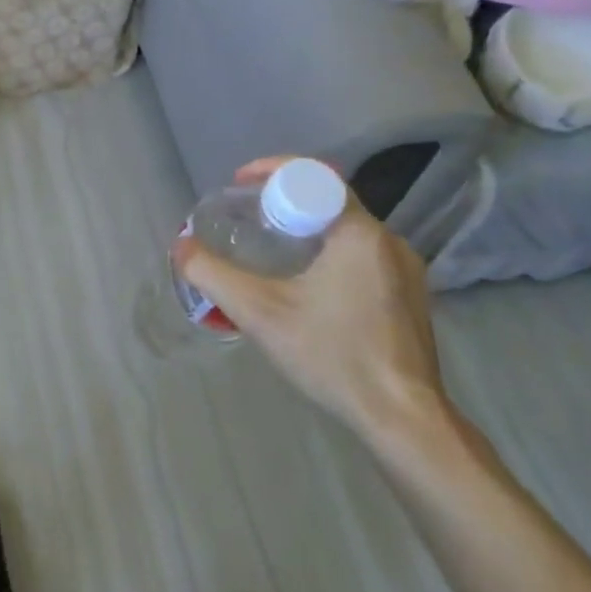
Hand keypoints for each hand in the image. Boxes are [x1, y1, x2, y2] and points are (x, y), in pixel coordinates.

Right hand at [174, 157, 447, 441]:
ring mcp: (406, 272)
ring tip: (270, 249)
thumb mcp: (258, 313)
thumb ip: (212, 274)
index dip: (272, 171)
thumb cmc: (332, 355)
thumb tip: (181, 246)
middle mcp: (389, 242)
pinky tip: (306, 287)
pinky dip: (328, 254)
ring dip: (307, 230)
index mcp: (359, 233)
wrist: (404, 420)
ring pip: (346, 231)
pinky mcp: (409, 299)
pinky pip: (362, 257)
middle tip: (247, 218)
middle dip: (285, 202)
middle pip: (329, 202)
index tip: (240, 185)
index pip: (315, 177)